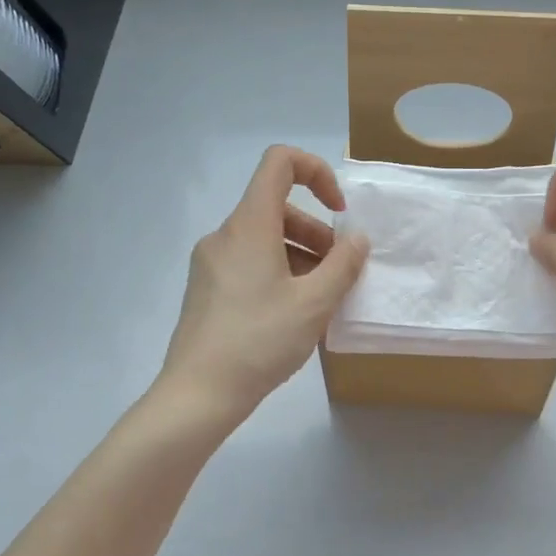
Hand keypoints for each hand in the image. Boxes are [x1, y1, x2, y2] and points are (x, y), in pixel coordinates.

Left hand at [159, 145, 369, 421]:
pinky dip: (278, 273)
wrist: (198, 393)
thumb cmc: (260, 341)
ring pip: (264, 239)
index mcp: (249, 225)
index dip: (317, 172)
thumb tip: (357, 239)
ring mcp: (210, 263)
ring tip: (321, 299)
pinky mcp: (205, 289)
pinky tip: (293, 315)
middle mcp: (225, 235)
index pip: (280, 163)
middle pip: (277, 208)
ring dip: (300, 256)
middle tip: (339, 273)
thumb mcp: (314, 303)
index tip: (338, 213)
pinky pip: (248, 264)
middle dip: (316, 232)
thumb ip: (343, 265)